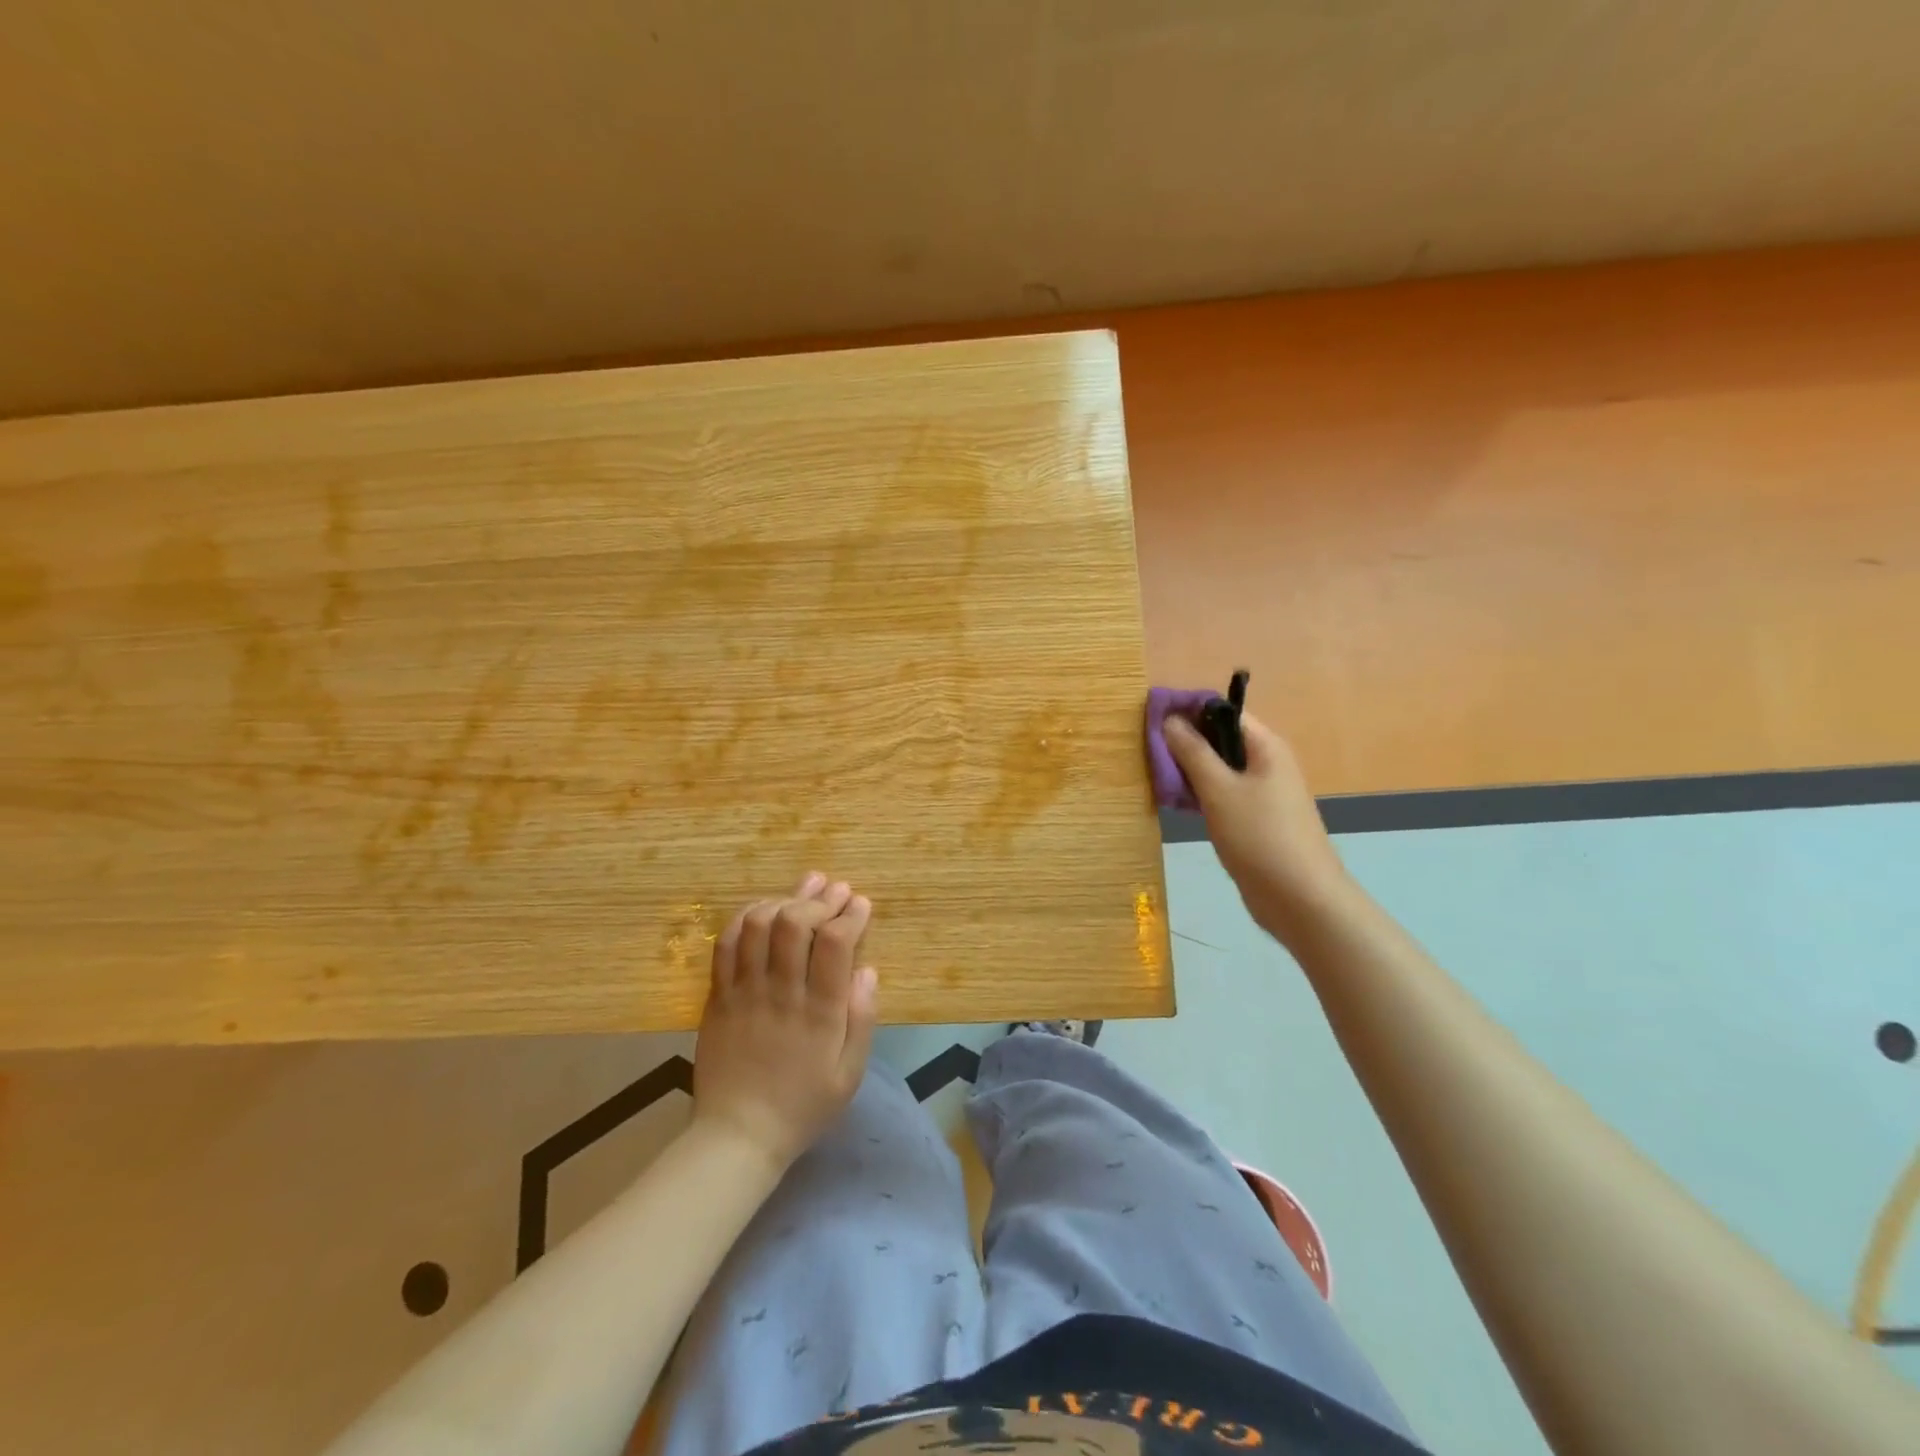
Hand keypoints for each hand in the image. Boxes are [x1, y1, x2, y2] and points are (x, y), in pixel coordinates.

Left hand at [692, 872, 879, 1170]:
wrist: (737, 1136)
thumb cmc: (803, 1106)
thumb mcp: (850, 1074)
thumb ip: (862, 1019)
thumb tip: (868, 970)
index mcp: (819, 1012)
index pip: (835, 943)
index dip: (850, 915)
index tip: (861, 904)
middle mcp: (781, 992)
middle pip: (795, 922)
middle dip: (819, 897)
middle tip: (836, 889)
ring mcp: (744, 991)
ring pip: (759, 924)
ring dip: (784, 899)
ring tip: (802, 892)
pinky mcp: (717, 995)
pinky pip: (726, 943)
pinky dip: (746, 917)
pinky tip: (763, 910)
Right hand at [1163, 711, 1351, 944]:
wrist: (1300, 899)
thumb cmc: (1260, 836)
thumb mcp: (1219, 790)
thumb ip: (1193, 753)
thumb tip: (1171, 719)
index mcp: (1265, 747)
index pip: (1224, 712)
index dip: (1189, 710)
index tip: (1152, 718)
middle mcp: (1266, 764)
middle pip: (1220, 740)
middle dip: (1184, 743)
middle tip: (1147, 752)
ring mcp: (1262, 794)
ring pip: (1219, 770)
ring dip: (1189, 771)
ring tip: (1155, 777)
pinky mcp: (1254, 820)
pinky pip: (1222, 795)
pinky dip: (1200, 794)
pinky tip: (1175, 804)